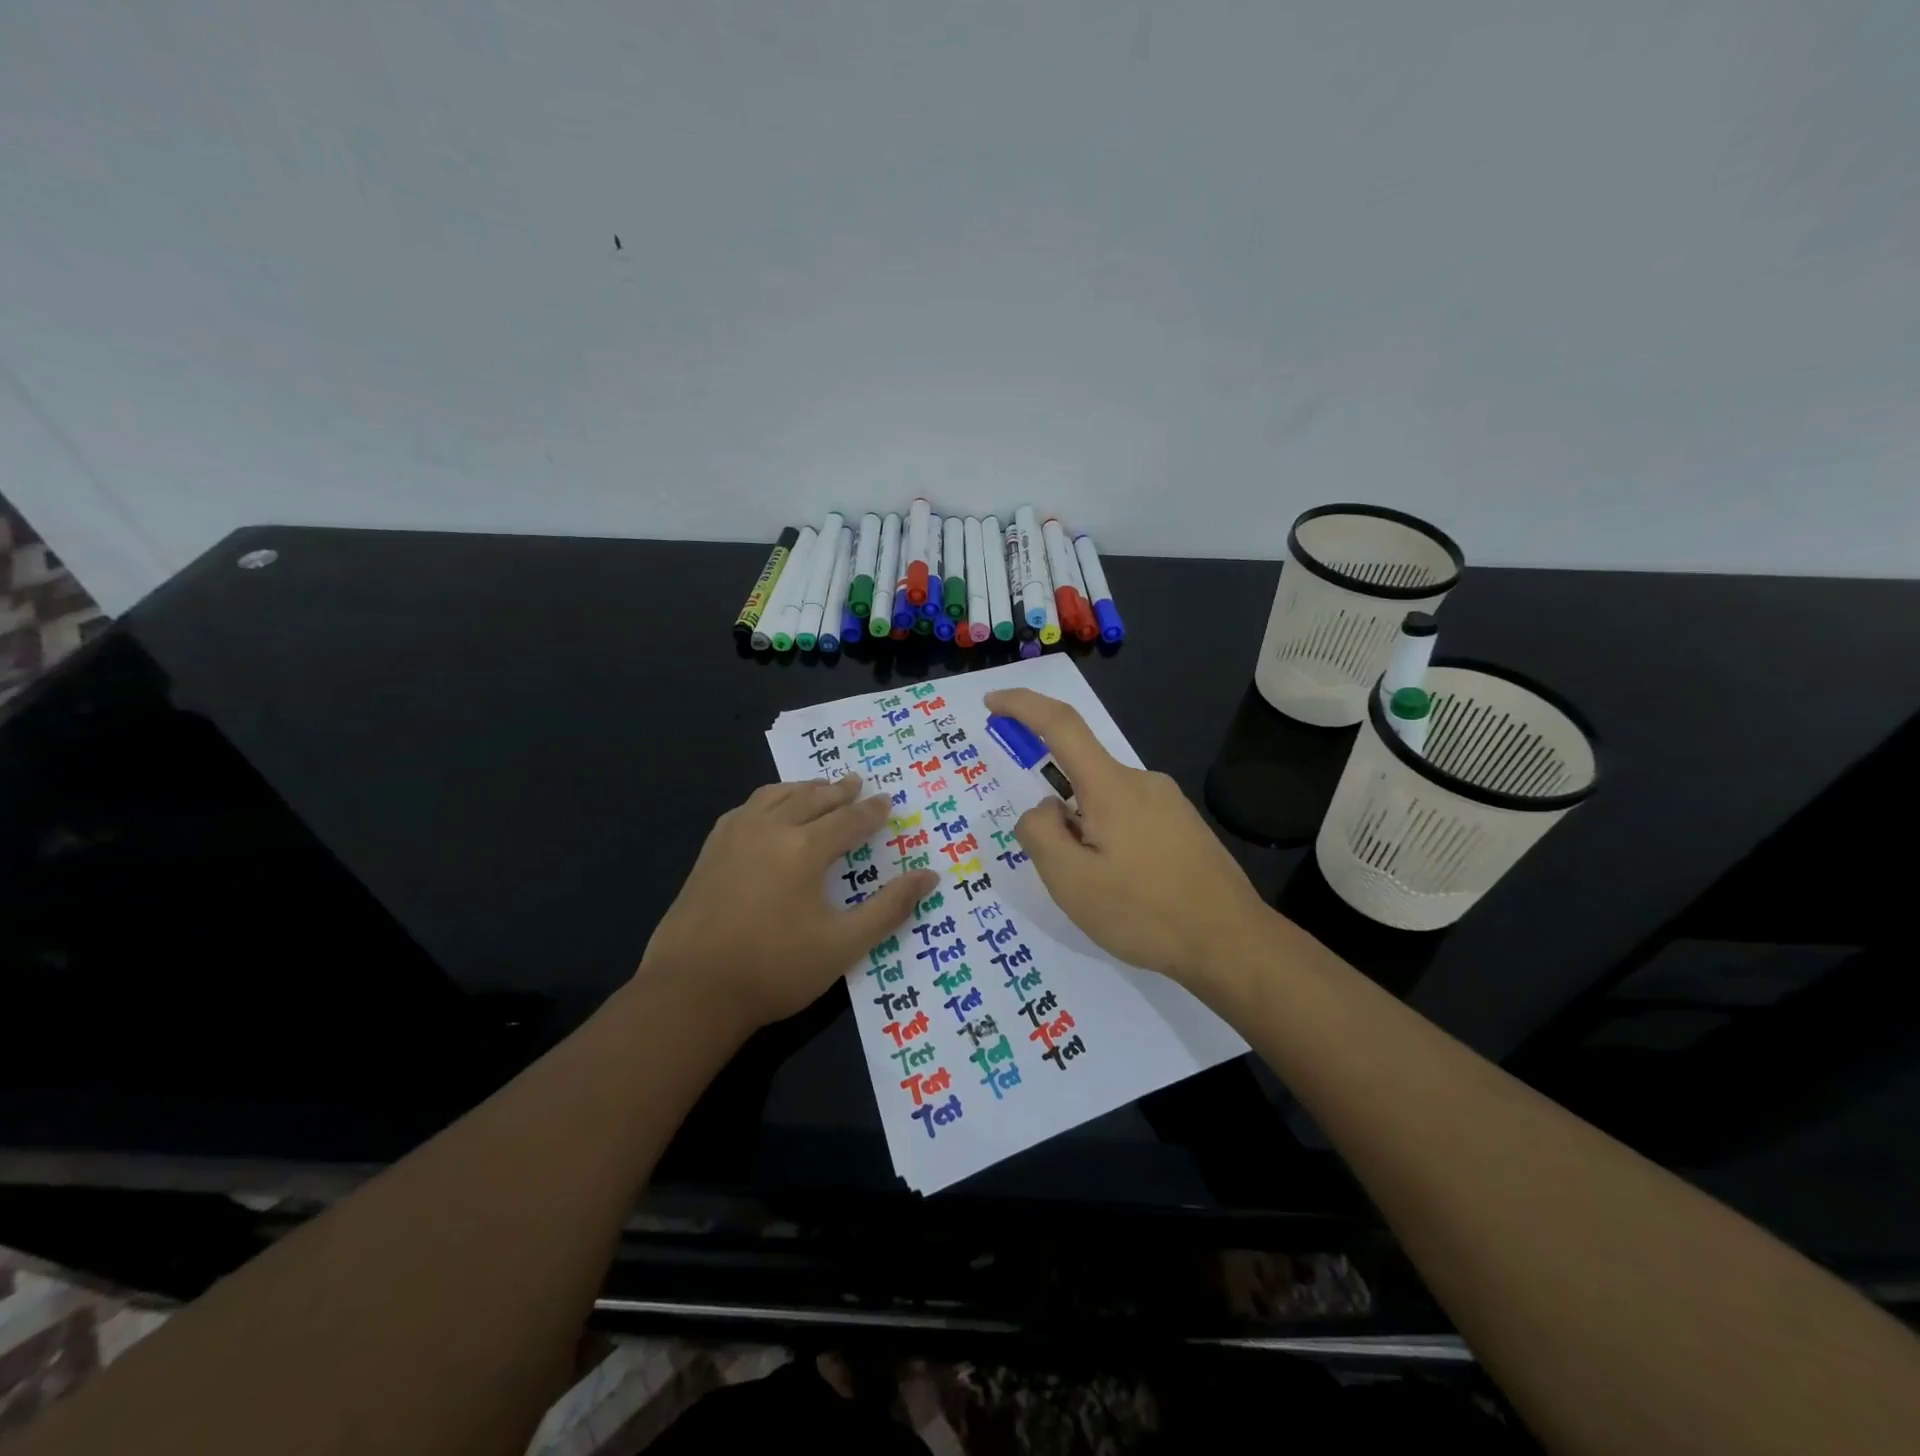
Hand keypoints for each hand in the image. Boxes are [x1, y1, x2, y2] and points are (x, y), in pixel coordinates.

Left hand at [639, 775, 938, 1032]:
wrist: (692, 991)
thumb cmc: (775, 970)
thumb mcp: (844, 945)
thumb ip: (889, 908)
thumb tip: (929, 876)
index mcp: (805, 848)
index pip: (848, 820)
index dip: (871, 811)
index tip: (887, 801)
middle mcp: (770, 829)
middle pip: (812, 799)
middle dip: (839, 791)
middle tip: (857, 782)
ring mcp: (735, 836)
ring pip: (776, 796)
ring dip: (803, 789)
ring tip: (819, 787)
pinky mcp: (710, 850)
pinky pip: (746, 808)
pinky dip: (769, 800)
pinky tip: (769, 810)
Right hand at [983, 688, 1271, 989]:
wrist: (1232, 943)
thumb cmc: (1145, 912)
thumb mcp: (1071, 882)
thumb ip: (1040, 834)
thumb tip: (1044, 809)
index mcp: (1111, 786)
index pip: (1060, 724)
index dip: (1022, 705)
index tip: (992, 702)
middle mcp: (1141, 781)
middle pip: (1080, 777)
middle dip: (1059, 818)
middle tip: (1067, 875)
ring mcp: (1168, 802)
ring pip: (1104, 803)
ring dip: (1086, 836)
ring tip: (1104, 894)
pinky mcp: (1184, 825)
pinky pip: (1130, 818)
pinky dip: (1111, 843)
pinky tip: (1129, 890)